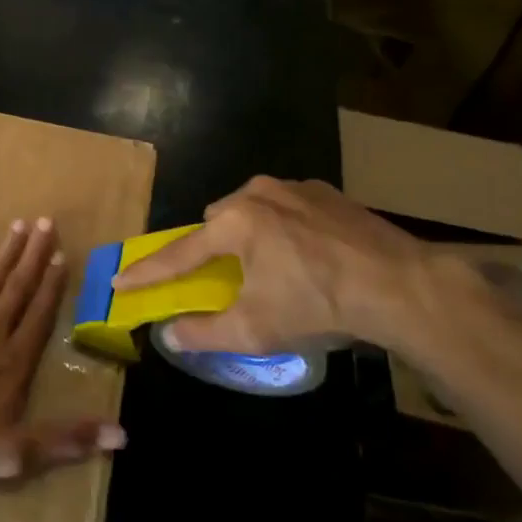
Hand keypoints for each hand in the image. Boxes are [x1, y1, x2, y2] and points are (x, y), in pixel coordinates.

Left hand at [0, 219, 125, 485]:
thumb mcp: (17, 453)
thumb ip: (67, 439)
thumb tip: (122, 434)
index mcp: (15, 360)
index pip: (41, 315)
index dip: (53, 286)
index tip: (64, 255)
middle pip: (18, 288)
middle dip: (34, 255)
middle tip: (47, 222)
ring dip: (7, 252)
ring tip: (21, 224)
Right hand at [112, 177, 461, 356]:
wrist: (402, 285)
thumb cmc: (318, 304)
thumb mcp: (256, 328)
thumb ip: (205, 332)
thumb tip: (170, 334)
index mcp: (234, 222)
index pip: (179, 253)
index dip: (147, 271)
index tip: (119, 280)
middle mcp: (258, 193)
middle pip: (216, 222)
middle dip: (212, 248)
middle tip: (225, 278)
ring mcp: (295, 187)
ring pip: (252, 209)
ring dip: (249, 234)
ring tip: (272, 266)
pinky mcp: (328, 192)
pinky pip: (287, 206)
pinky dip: (284, 227)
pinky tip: (307, 253)